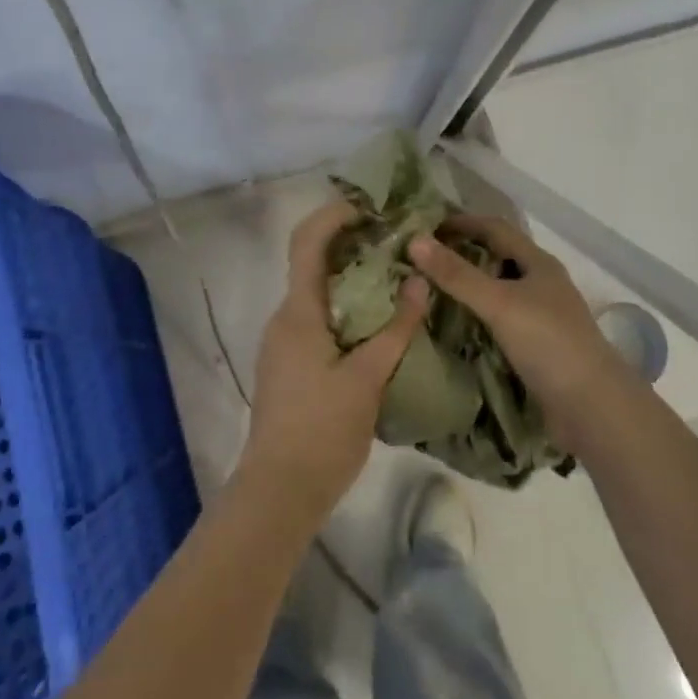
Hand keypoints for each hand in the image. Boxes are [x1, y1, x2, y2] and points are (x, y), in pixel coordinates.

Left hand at [238, 201, 426, 528]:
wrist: (278, 493)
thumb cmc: (322, 432)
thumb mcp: (368, 379)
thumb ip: (396, 329)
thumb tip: (419, 281)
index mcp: (298, 313)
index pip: (308, 242)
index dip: (335, 214)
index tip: (373, 205)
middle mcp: (285, 318)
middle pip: (313, 261)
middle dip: (352, 242)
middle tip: (397, 238)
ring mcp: (284, 342)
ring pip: (318, 292)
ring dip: (352, 276)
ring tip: (397, 274)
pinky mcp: (290, 363)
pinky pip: (318, 317)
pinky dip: (346, 305)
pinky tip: (379, 320)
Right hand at [407, 216, 622, 446]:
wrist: (593, 407)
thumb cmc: (548, 343)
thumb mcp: (499, 303)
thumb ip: (457, 275)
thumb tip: (415, 240)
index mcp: (538, 263)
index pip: (494, 228)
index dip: (461, 223)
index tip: (425, 228)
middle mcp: (540, 284)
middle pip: (496, 258)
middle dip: (461, 255)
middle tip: (420, 261)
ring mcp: (540, 316)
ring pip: (497, 291)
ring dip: (467, 288)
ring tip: (428, 291)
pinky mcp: (536, 347)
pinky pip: (498, 321)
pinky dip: (475, 318)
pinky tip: (453, 327)